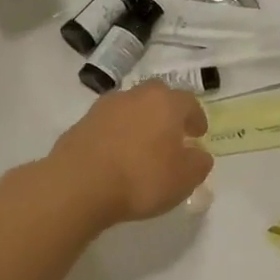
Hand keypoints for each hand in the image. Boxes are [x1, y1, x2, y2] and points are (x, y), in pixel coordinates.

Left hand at [48, 82, 212, 225]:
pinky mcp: (82, 122)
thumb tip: (199, 154)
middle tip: (171, 134)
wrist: (80, 184)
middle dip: (166, 112)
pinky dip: (116, 134)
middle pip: (157, 96)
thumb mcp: (184, 179)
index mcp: (166, 102)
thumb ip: (198, 163)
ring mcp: (105, 106)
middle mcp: (136, 95)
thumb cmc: (142, 178)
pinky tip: (117, 155)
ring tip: (142, 146)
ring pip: (130, 107)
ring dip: (139, 121)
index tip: (198, 134)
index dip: (196, 118)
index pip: (189, 102)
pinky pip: (108, 124)